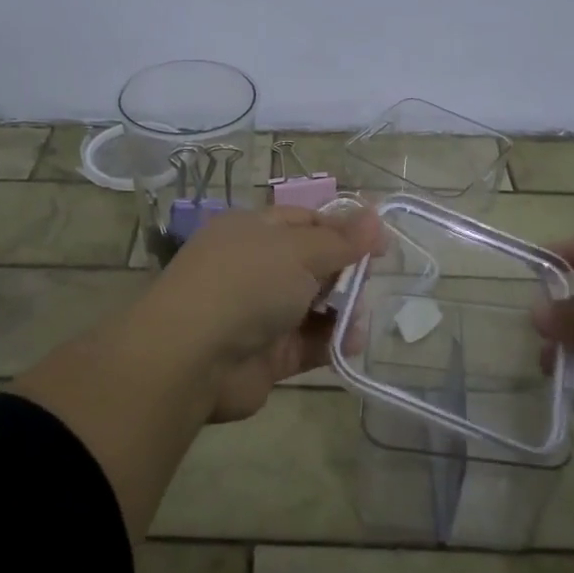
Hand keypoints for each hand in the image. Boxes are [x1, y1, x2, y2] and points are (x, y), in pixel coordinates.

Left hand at [151, 205, 381, 421]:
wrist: (193, 357)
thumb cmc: (247, 285)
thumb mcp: (299, 251)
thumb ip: (341, 239)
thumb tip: (375, 215)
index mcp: (253, 230)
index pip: (306, 222)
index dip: (343, 230)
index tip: (380, 244)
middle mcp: (255, 268)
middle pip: (314, 265)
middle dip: (345, 275)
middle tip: (364, 285)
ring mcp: (260, 313)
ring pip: (314, 306)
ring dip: (342, 312)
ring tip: (356, 321)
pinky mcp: (268, 355)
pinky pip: (308, 343)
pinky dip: (331, 343)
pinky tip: (350, 344)